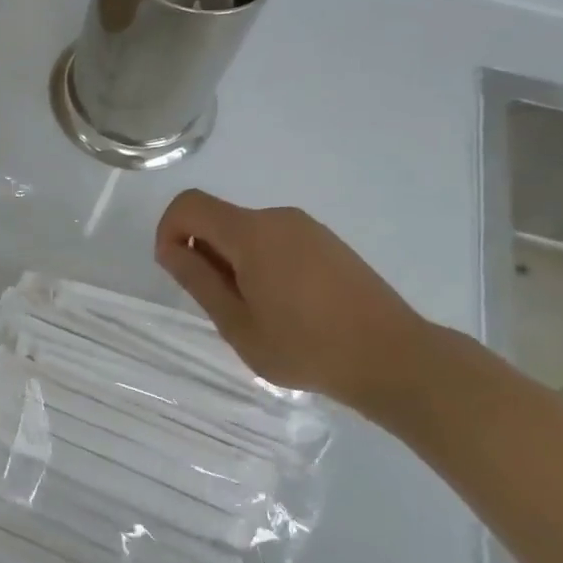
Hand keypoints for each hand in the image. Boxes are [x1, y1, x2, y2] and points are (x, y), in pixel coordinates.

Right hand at [155, 191, 433, 413]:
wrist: (394, 357)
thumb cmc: (306, 347)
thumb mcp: (238, 324)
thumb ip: (198, 281)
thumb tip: (171, 249)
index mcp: (252, 233)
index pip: (189, 205)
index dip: (168, 231)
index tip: (177, 271)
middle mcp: (278, 217)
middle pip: (218, 218)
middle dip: (203, 252)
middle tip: (220, 306)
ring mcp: (307, 228)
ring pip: (246, 232)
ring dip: (232, 261)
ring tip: (256, 312)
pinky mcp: (327, 242)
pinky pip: (274, 240)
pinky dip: (260, 263)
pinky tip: (285, 307)